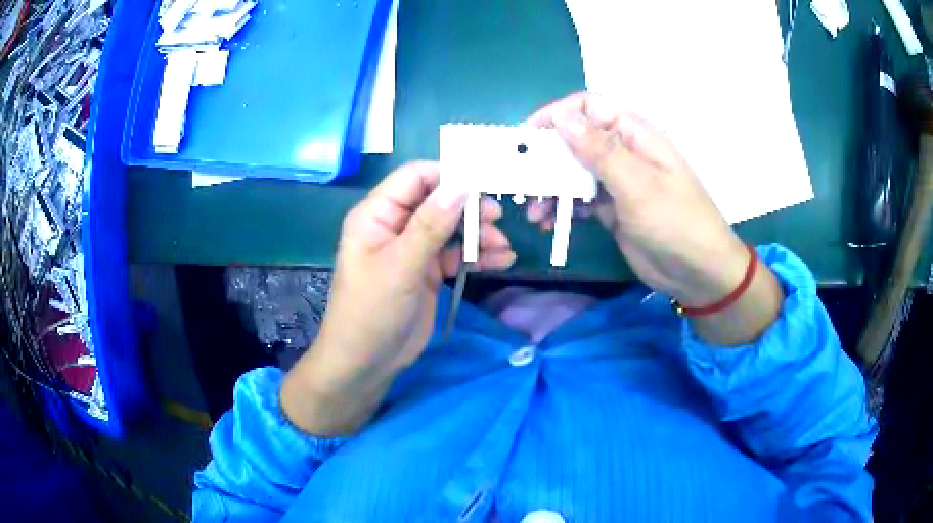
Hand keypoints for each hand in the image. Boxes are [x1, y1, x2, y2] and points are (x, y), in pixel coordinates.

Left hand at [282, 161, 514, 434]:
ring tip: (503, 247)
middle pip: (438, 200)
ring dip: (478, 234)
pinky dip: (477, 256)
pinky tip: (501, 260)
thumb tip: (461, 184)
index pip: (415, 177)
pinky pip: (456, 254)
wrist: (366, 363)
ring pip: (451, 227)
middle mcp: (396, 225)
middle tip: (497, 219)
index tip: (484, 182)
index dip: (448, 175)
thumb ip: (431, 225)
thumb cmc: (372, 311)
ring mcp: (413, 248)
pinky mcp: (427, 271)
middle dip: (469, 207)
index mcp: (377, 214)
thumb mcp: (401, 266)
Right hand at [527, 93, 783, 343]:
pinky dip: (562, 207)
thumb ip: (599, 151)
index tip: (528, 137)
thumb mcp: (637, 185)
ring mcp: (617, 181)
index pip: (588, 108)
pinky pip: (580, 199)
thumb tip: (562, 118)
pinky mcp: (612, 209)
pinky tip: (549, 222)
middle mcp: (623, 151)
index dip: (557, 115)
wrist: (698, 273)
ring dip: (551, 186)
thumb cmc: (675, 222)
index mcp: (634, 134)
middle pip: (576, 139)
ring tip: (534, 211)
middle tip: (523, 180)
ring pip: (574, 171)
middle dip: (548, 157)